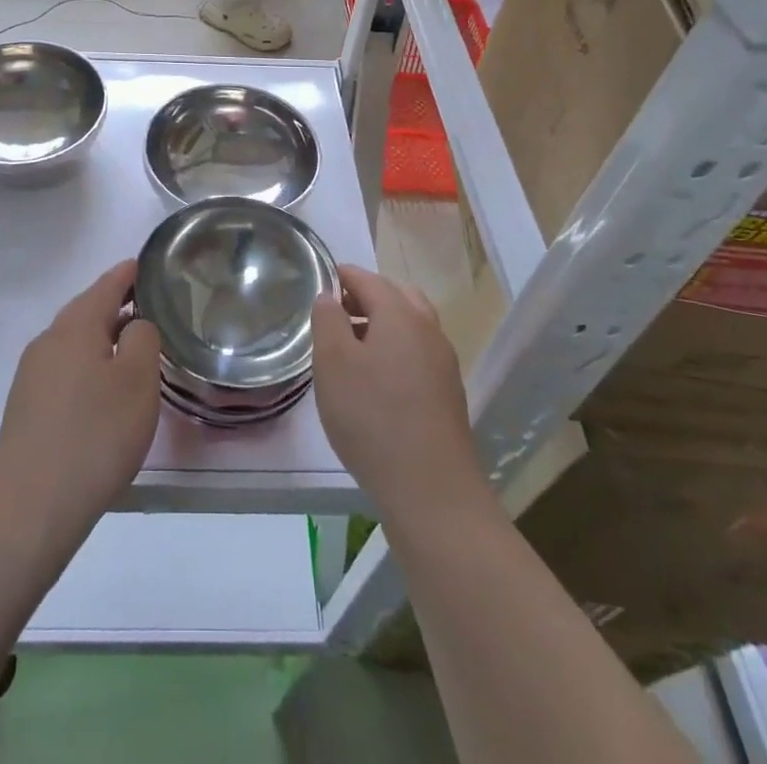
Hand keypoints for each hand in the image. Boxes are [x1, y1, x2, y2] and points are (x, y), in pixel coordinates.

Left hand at [0, 260, 160, 534]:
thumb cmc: (95, 433)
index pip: (106, 285)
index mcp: (76, 326)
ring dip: (102, 338)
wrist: (29, 504)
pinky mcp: (28, 407)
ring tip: (131, 347)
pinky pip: (65, 370)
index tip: (145, 264)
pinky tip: (103, 389)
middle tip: (147, 305)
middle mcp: (49, 341)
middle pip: (86, 311)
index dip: (128, 274)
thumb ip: (143, 338)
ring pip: (74, 342)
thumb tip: (134, 324)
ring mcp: (33, 375)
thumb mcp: (137, 380)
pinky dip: (88, 366)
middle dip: (115, 305)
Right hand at [312, 265, 488, 520]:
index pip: (368, 279)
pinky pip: (418, 353)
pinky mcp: (448, 393)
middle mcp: (428, 329)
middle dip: (365, 296)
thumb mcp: (333, 363)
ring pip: (411, 325)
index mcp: (400, 314)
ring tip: (351, 346)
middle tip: (335, 311)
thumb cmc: (372, 417)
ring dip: (382, 324)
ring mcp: (443, 362)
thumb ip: (327, 321)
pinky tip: (376, 379)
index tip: (318, 280)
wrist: (432, 490)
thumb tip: (329, 296)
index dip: (341, 275)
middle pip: (396, 296)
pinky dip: (396, 349)